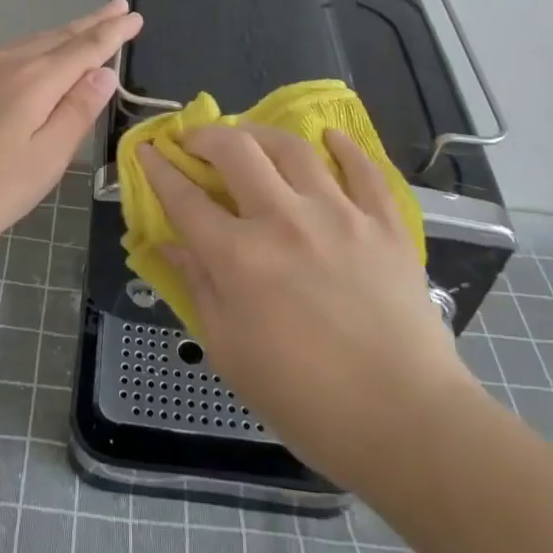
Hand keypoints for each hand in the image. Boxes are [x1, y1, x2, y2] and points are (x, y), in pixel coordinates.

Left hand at [0, 0, 141, 249]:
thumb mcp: (45, 160)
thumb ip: (76, 113)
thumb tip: (104, 73)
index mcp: (35, 81)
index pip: (85, 49)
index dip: (112, 33)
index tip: (134, 15)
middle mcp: (5, 62)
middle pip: (57, 37)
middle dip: (90, 23)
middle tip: (117, 7)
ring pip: (26, 43)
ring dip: (57, 36)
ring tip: (79, 31)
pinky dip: (24, 51)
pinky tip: (23, 61)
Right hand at [140, 123, 484, 489]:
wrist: (405, 420)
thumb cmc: (305, 399)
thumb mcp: (230, 351)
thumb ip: (197, 287)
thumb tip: (166, 245)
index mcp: (239, 257)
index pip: (184, 198)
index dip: (159, 170)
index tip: (147, 151)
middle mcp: (284, 220)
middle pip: (235, 151)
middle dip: (205, 137)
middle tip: (195, 142)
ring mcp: (339, 214)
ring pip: (292, 148)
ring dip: (260, 132)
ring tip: (248, 135)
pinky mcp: (383, 223)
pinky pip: (362, 168)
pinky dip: (342, 146)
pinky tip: (328, 137)